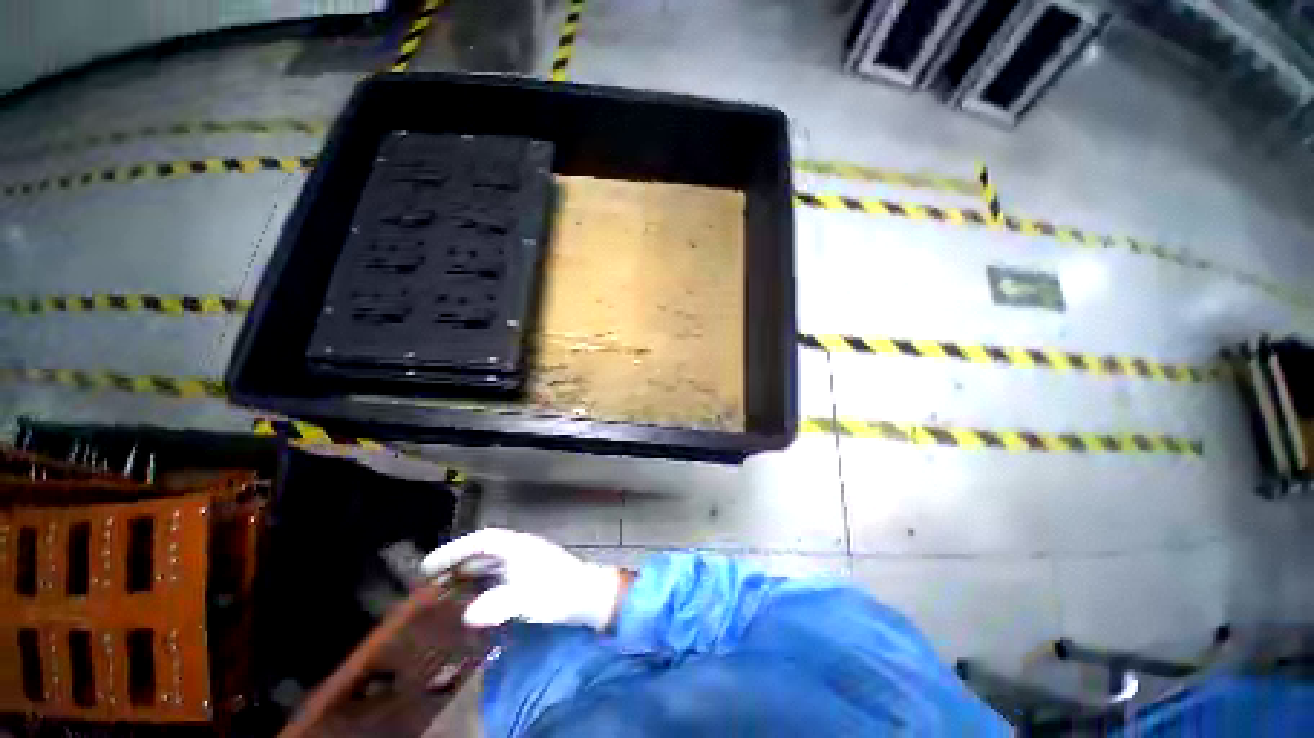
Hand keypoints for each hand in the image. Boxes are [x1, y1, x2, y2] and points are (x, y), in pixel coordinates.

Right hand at [420, 528, 623, 630]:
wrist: (589, 596)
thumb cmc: (559, 593)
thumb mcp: (528, 598)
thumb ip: (499, 605)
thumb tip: (468, 615)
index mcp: (518, 547)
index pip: (482, 541)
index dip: (454, 550)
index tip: (429, 566)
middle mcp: (520, 550)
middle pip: (483, 552)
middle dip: (457, 563)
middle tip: (429, 582)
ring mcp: (526, 563)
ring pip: (491, 565)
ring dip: (468, 576)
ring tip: (444, 593)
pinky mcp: (530, 577)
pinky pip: (498, 577)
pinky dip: (482, 586)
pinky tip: (473, 602)